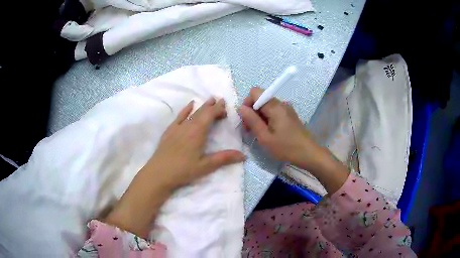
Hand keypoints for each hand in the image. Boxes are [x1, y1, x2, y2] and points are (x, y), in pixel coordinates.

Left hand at [105, 98, 244, 237]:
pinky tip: (190, 105)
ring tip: (210, 100)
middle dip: (212, 106)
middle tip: (221, 101)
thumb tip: (244, 156)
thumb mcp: (206, 166)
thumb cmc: (183, 170)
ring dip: (202, 106)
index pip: (210, 115)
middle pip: (202, 112)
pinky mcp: (170, 131)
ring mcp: (177, 127)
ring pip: (192, 113)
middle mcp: (188, 126)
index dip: (218, 109)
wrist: (159, 173)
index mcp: (198, 132)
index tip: (226, 106)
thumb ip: (224, 158)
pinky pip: (179, 116)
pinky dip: (186, 109)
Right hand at [239, 87, 348, 193]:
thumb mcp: (264, 137)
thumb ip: (252, 120)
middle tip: (250, 131)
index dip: (247, 103)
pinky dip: (267, 120)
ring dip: (259, 117)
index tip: (246, 120)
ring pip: (266, 107)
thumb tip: (240, 107)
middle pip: (260, 99)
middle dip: (252, 112)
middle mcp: (281, 104)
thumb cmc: (286, 147)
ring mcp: (286, 109)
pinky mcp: (289, 116)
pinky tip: (269, 133)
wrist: (308, 154)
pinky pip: (274, 112)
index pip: (255, 92)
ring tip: (259, 134)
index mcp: (275, 106)